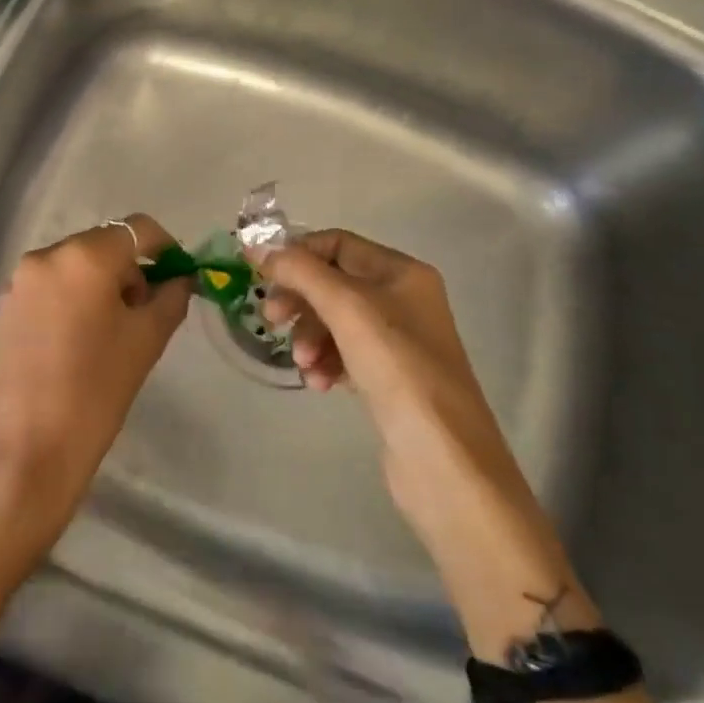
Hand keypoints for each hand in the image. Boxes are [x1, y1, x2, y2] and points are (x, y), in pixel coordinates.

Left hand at [0, 214, 192, 548]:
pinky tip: (75, 346)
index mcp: (84, 257)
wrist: (24, 453)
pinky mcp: (2, 310)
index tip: (177, 277)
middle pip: (101, 246)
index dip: (165, 247)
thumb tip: (178, 279)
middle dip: (129, 271)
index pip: (137, 229)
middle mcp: (44, 257)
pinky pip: (47, 290)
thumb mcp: (145, 342)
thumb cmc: (95, 394)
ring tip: (108, 336)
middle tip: (143, 315)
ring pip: (73, 268)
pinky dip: (70, 302)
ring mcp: (17, 283)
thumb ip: (169, 299)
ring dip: (99, 287)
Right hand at [254, 230, 571, 617]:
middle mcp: (403, 299)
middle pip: (332, 283)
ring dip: (310, 336)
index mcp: (401, 273)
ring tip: (305, 365)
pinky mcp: (389, 377)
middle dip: (300, 300)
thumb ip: (301, 272)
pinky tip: (321, 384)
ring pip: (334, 321)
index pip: (337, 244)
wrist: (444, 458)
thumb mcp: (346, 308)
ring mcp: (398, 340)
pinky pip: (344, 353)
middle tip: (272, 321)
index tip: (259, 275)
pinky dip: (326, 362)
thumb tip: (260, 250)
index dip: (296, 254)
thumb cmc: (398, 369)